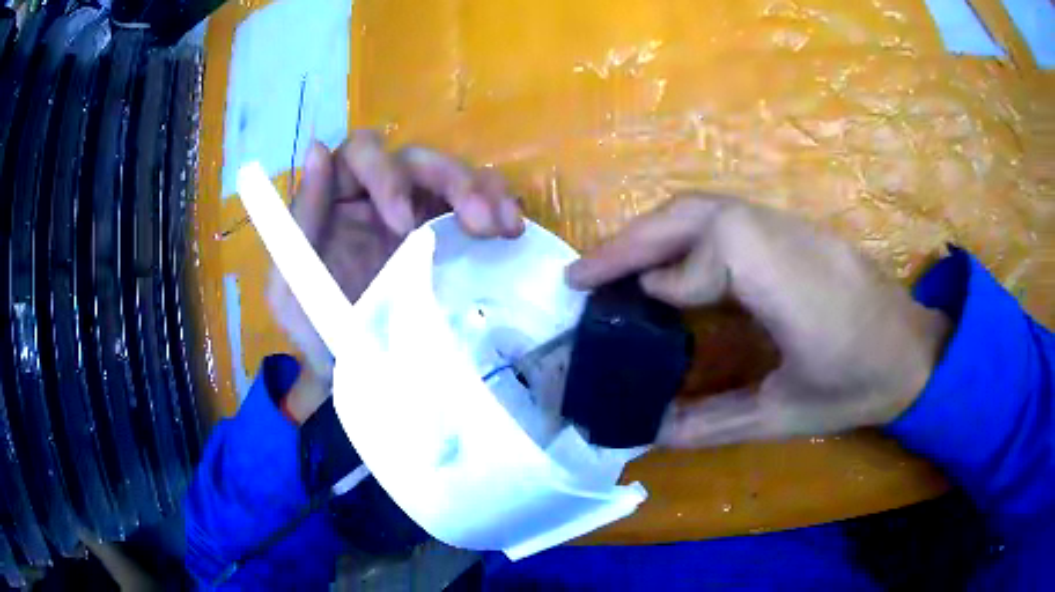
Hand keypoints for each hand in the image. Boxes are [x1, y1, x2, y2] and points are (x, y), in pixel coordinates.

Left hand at [268, 131, 523, 421]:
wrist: (360, 380)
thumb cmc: (317, 336)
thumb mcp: (292, 287)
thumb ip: (301, 222)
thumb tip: (316, 151)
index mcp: (338, 202)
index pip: (361, 156)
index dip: (385, 173)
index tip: (404, 221)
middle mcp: (379, 198)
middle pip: (416, 160)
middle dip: (448, 180)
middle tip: (476, 219)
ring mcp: (420, 213)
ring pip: (452, 175)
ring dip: (480, 190)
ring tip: (500, 226)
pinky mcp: (452, 235)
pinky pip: (480, 201)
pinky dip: (500, 205)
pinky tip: (512, 230)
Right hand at [567, 195, 949, 446]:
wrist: (914, 351)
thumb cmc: (859, 387)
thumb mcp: (785, 417)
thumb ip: (712, 423)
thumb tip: (648, 430)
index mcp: (795, 285)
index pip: (716, 248)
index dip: (666, 277)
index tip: (626, 311)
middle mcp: (789, 238)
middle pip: (699, 211)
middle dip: (633, 239)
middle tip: (584, 274)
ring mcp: (793, 225)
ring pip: (708, 206)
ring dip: (653, 232)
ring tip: (615, 268)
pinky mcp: (794, 229)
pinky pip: (725, 216)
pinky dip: (682, 233)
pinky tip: (668, 264)